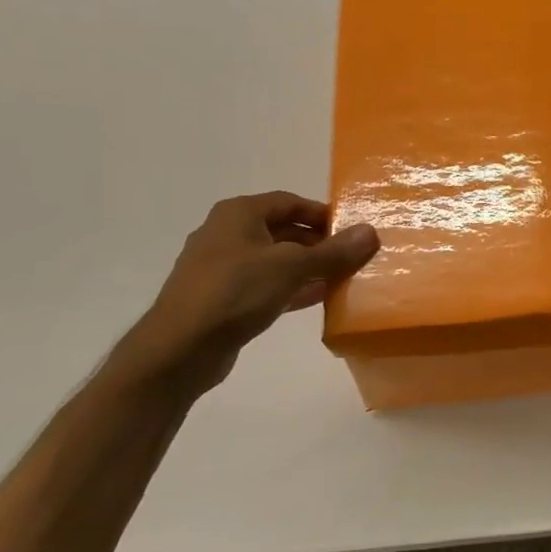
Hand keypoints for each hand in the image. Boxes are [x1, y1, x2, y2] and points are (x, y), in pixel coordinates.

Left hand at [116, 193, 378, 397]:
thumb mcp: (292, 267)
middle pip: (283, 230)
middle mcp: (227, 234)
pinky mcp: (222, 299)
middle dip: (318, 244)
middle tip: (351, 257)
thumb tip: (370, 232)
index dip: (322, 214)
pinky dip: (290, 288)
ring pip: (275, 260)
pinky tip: (317, 299)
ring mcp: (222, 268)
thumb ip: (333, 251)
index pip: (290, 202)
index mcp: (239, 214)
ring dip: (307, 268)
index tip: (351, 231)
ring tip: (341, 278)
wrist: (179, 349)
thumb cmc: (235, 292)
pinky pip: (264, 285)